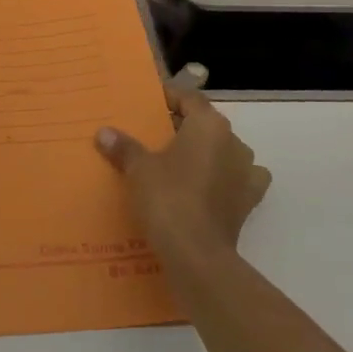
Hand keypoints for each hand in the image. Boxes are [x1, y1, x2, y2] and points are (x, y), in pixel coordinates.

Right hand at [94, 66, 270, 257]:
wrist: (196, 254)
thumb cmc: (168, 198)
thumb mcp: (138, 169)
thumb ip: (124, 147)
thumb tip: (104, 133)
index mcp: (209, 125)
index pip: (189, 98)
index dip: (169, 97)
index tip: (149, 102)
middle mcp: (234, 143)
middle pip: (206, 125)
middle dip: (182, 127)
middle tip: (154, 135)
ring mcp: (246, 173)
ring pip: (224, 151)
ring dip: (205, 153)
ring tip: (178, 163)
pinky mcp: (248, 202)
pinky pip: (235, 181)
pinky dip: (222, 181)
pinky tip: (206, 188)